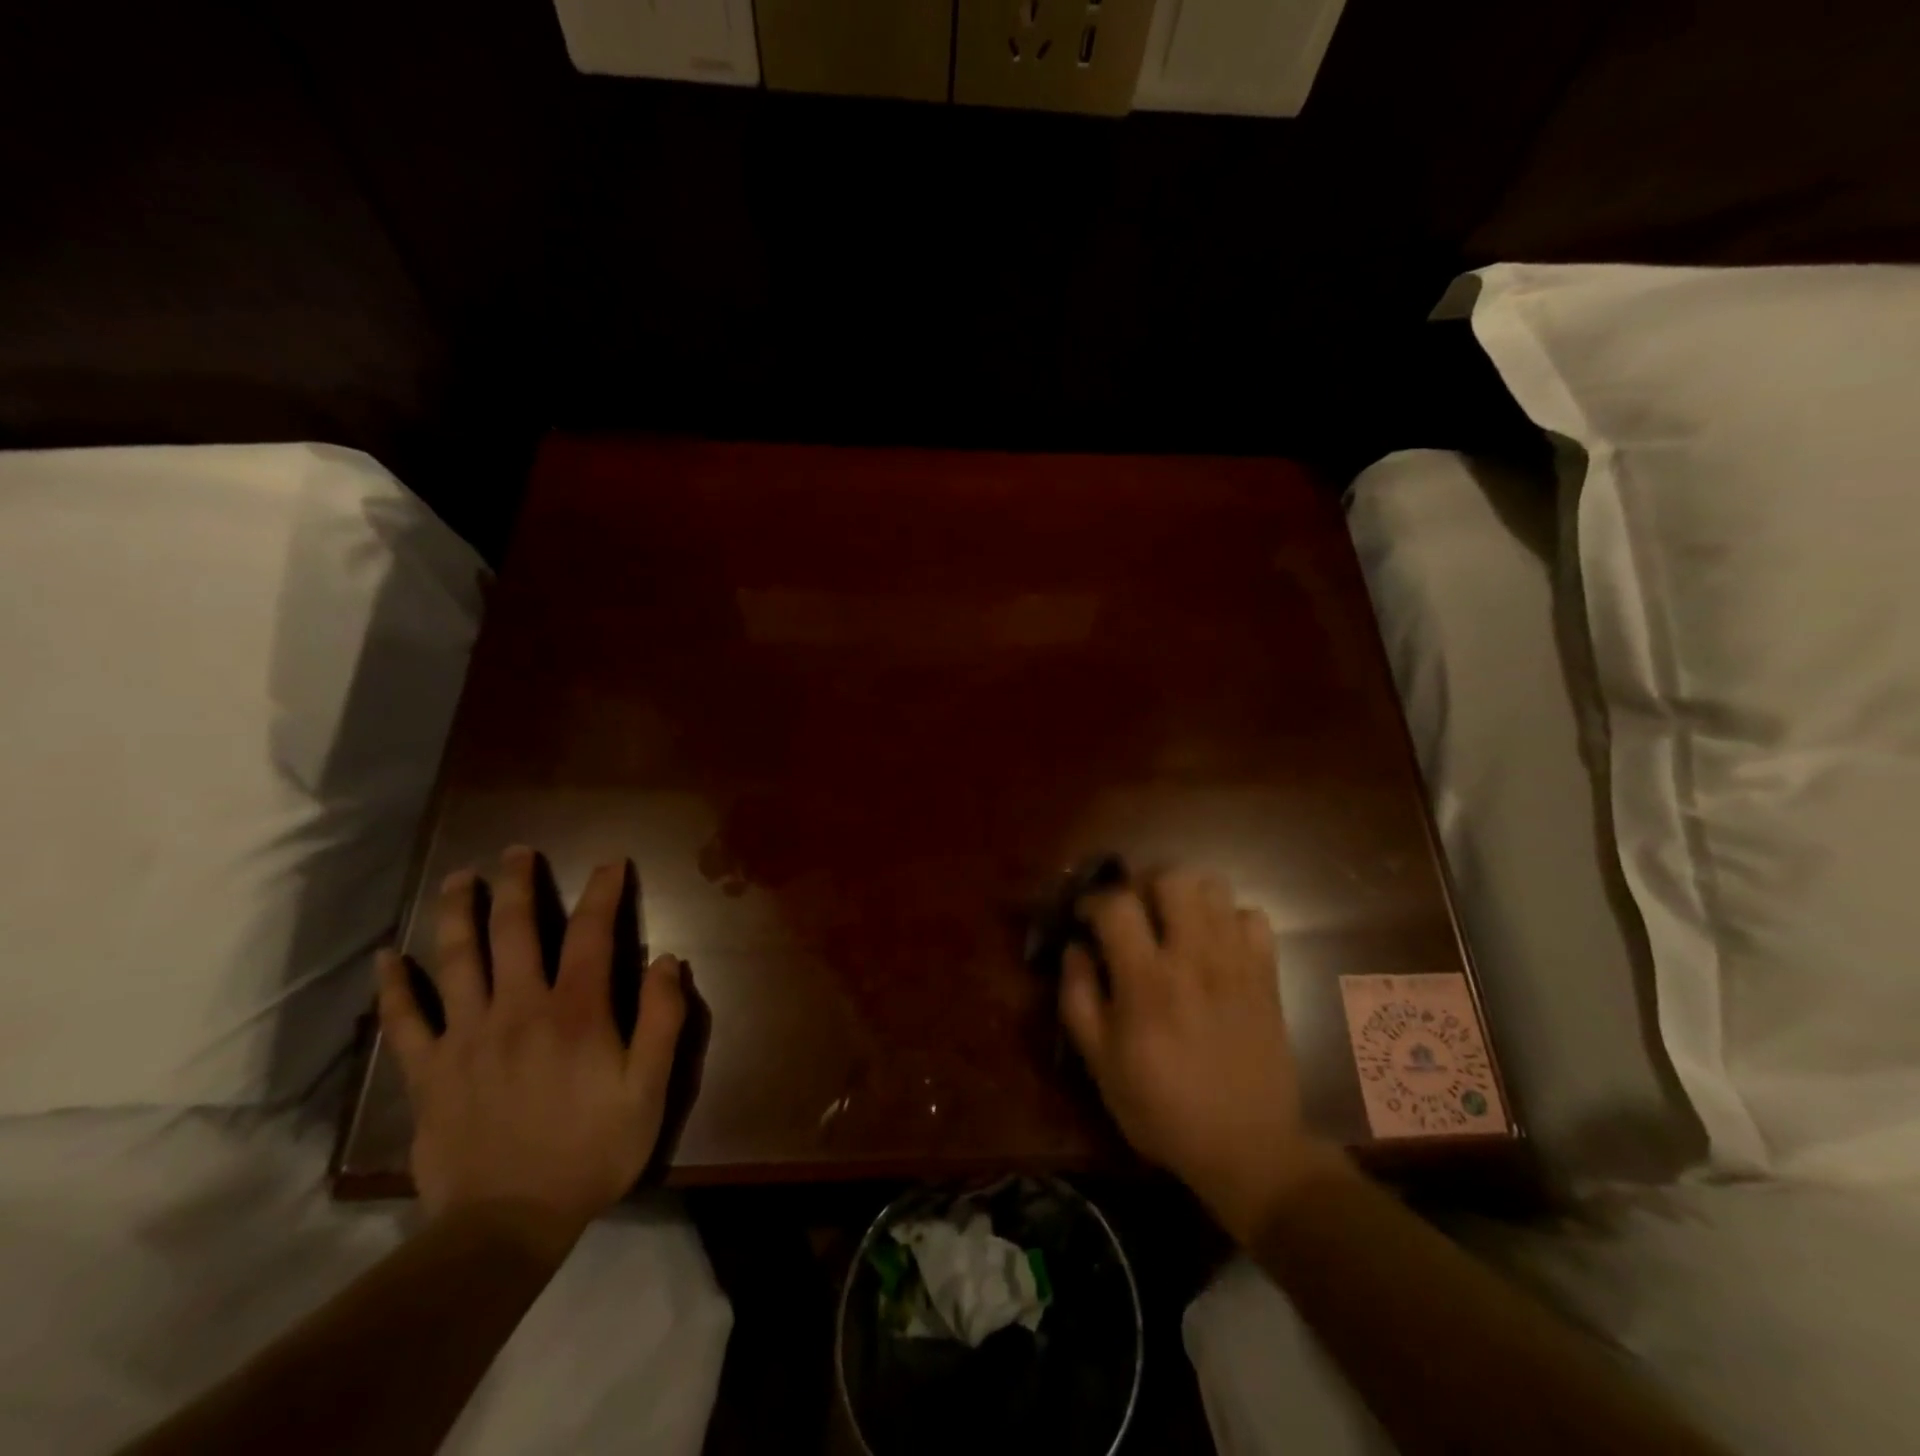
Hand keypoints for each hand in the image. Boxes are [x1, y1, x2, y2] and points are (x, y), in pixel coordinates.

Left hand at [376, 846, 686, 1260]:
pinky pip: (406, 1020)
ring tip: (459, 878)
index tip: (609, 862)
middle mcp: (519, 1008)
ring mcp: (467, 1037)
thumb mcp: (649, 1089)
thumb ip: (663, 1019)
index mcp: (577, 1011)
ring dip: (458, 912)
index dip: (603, 892)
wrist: (507, 1225)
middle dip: (519, 884)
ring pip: (457, 959)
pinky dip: (395, 986)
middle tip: (516, 851)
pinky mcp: (429, 1071)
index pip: (593, 933)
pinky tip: (387, 957)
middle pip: (516, 931)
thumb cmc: (592, 1150)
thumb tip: (666, 959)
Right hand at [1060, 869, 1354, 1243]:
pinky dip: (1230, 920)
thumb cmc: (1162, 1109)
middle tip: (1135, 912)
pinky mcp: (1267, 974)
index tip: (1086, 919)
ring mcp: (1237, 962)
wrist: (1248, 1149)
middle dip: (1144, 885)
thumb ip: (1079, 998)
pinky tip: (1216, 946)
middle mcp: (1194, 958)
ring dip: (1187, 896)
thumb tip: (1075, 948)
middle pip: (1172, 878)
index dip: (1094, 901)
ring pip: (1215, 887)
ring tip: (1174, 923)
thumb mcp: (1100, 1064)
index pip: (1117, 905)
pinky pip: (1253, 916)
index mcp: (1147, 981)